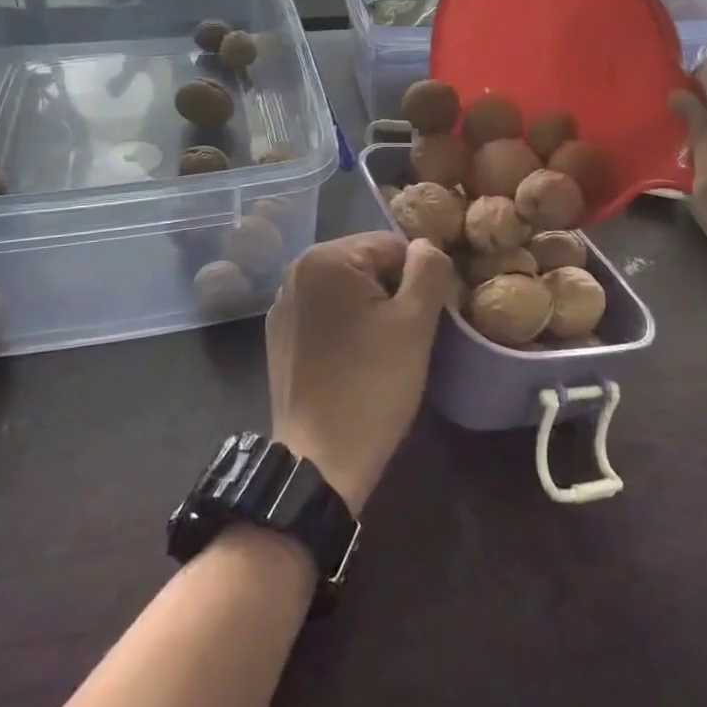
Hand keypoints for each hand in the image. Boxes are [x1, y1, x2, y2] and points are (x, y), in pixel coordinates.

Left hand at [266, 232, 453, 514]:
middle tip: (405, 338)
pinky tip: (353, 362)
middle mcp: (295, 270)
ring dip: (369, 310)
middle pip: (366, 265)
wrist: (318, 460)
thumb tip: (426, 246)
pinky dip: (344, 327)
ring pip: (346, 290)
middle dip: (391, 293)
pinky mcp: (278, 336)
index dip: (417, 279)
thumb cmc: (371, 385)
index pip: (391, 245)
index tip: (424, 319)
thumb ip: (428, 271)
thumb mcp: (415, 324)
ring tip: (380, 353)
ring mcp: (282, 304)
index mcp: (325, 258)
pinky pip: (324, 314)